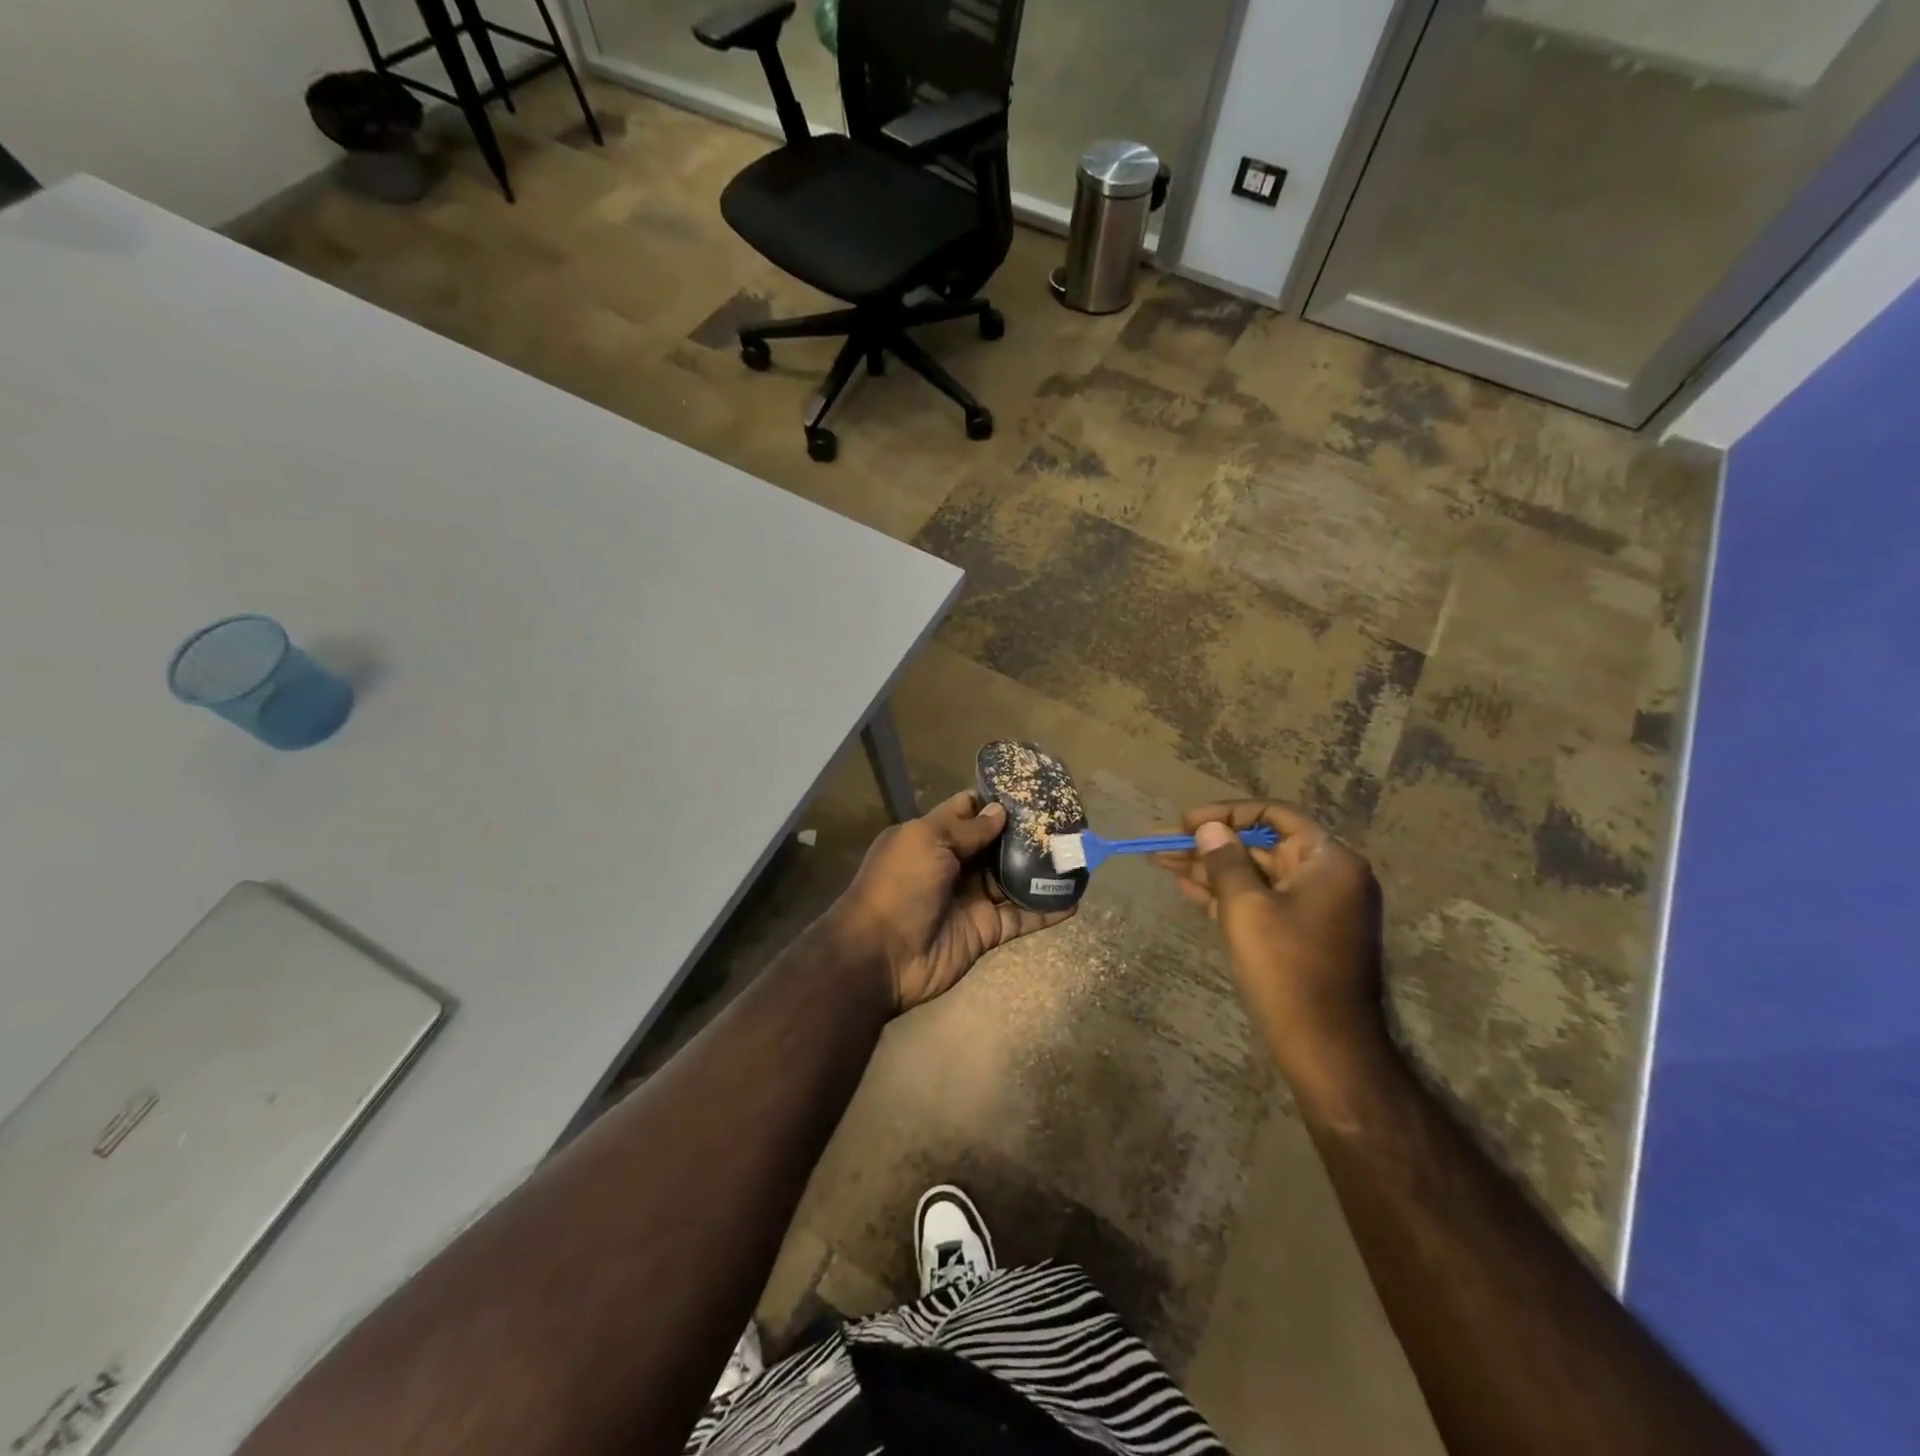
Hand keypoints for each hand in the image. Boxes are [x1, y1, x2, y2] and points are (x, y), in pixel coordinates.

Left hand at [835, 790, 1074, 1011]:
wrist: (880, 956)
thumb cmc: (899, 885)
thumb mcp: (926, 841)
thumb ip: (966, 829)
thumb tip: (999, 812)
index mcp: (932, 837)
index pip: (967, 810)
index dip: (995, 800)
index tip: (1030, 789)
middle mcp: (954, 865)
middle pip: (996, 844)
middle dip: (1026, 833)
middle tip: (1065, 820)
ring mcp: (971, 899)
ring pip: (1012, 879)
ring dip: (1041, 869)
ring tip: (1077, 854)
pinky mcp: (986, 931)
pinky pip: (1021, 917)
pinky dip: (1046, 910)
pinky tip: (1074, 899)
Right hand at [1158, 801, 1386, 1076]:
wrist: (1326, 1049)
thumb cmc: (1287, 970)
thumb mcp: (1246, 908)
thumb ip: (1225, 861)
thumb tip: (1209, 828)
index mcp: (1328, 860)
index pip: (1273, 815)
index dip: (1225, 813)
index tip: (1184, 823)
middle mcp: (1327, 876)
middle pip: (1260, 846)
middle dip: (1210, 845)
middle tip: (1162, 845)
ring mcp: (1316, 907)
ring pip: (1256, 875)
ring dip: (1211, 869)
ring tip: (1161, 862)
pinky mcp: (1301, 933)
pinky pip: (1261, 901)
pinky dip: (1227, 895)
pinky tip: (1187, 888)